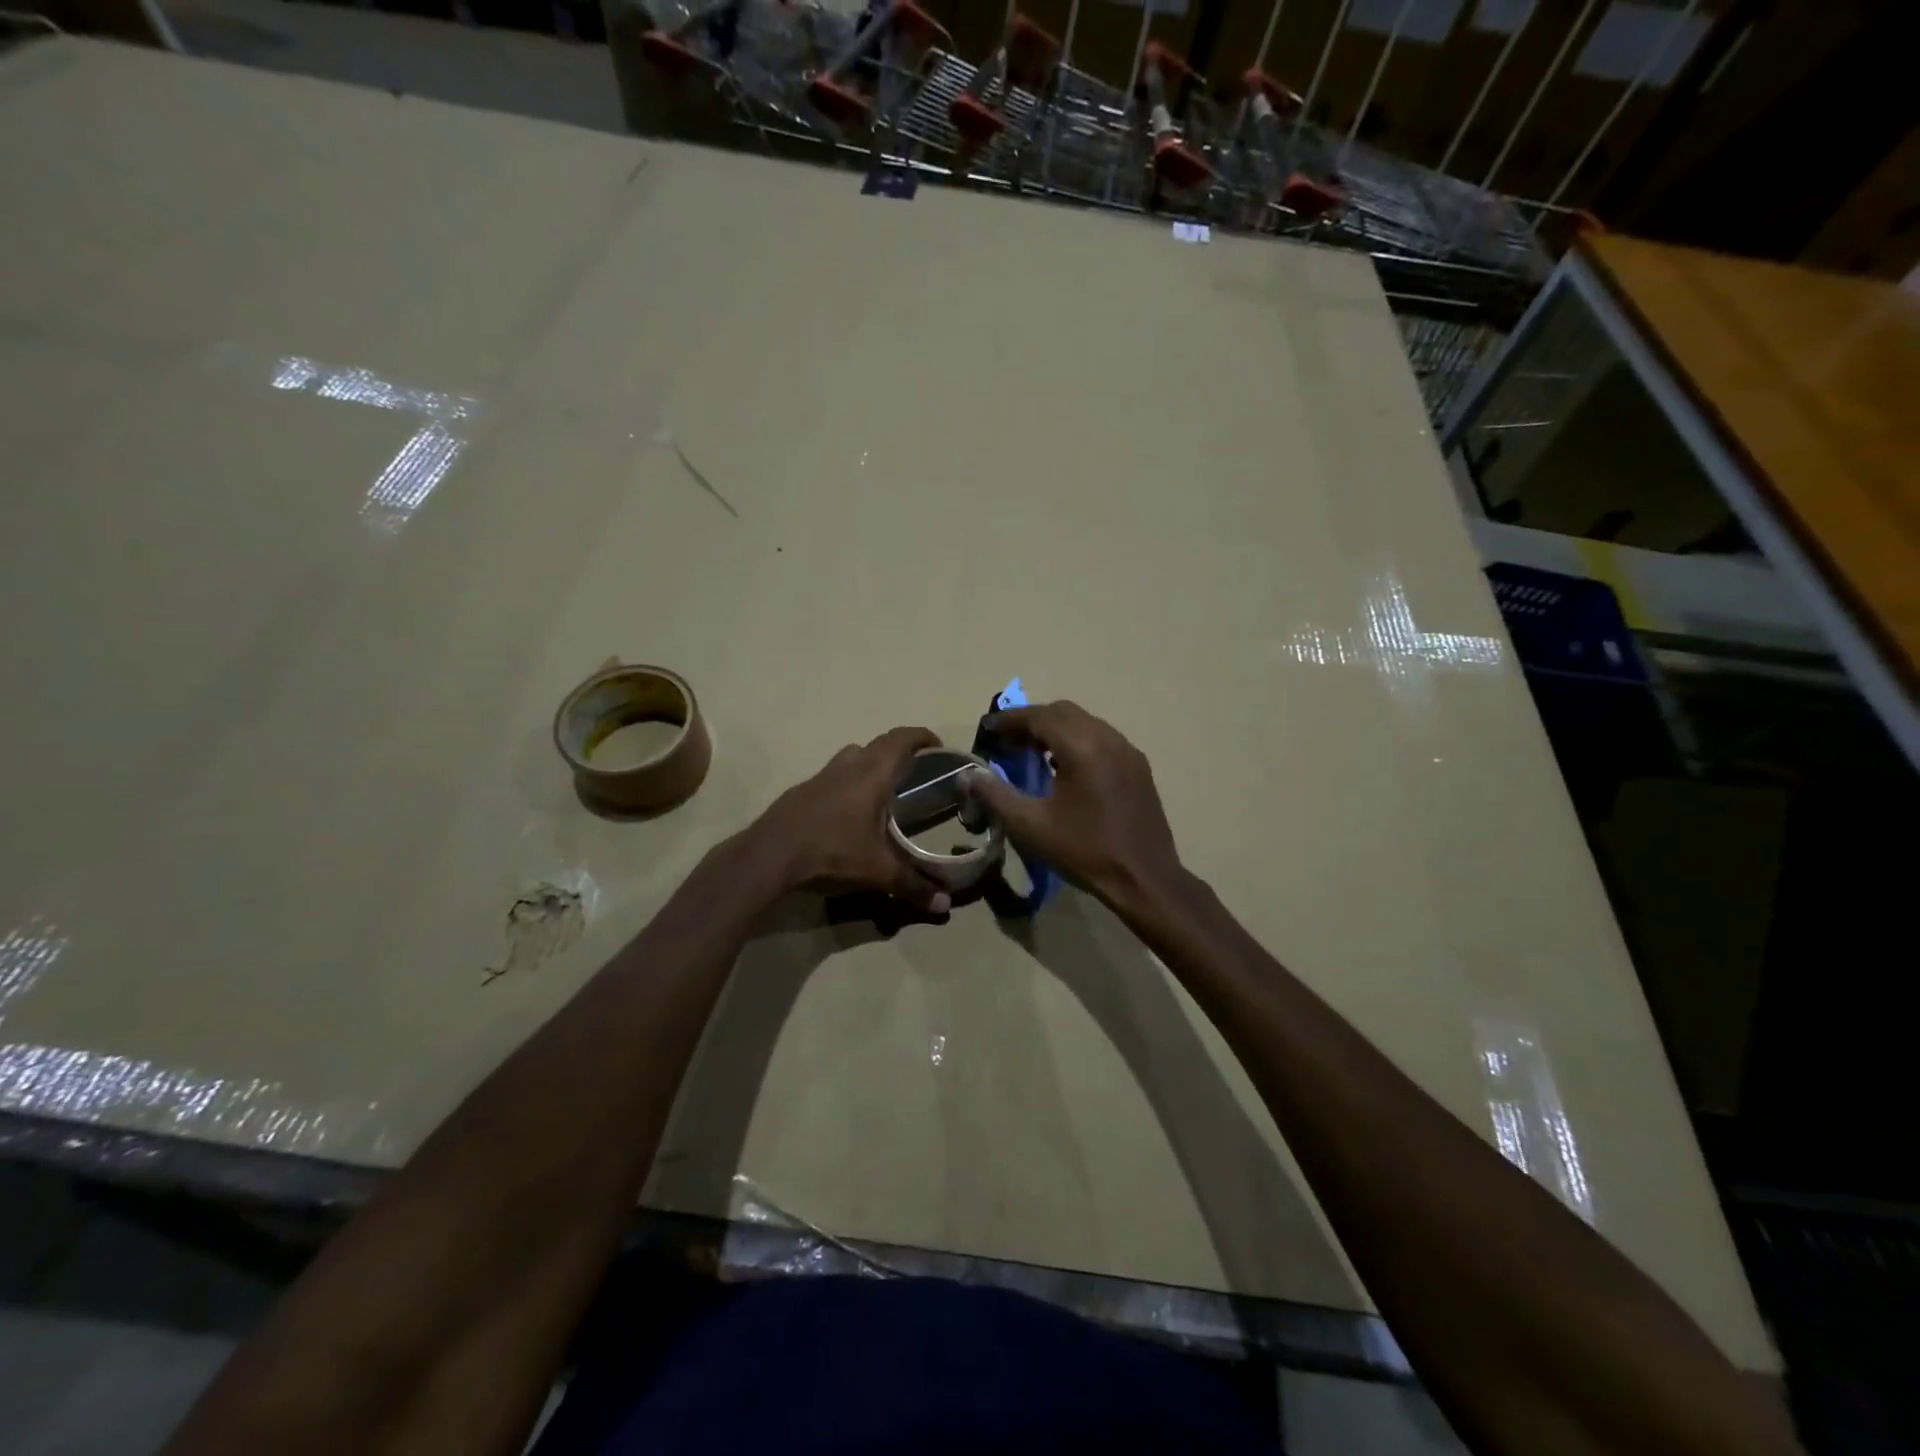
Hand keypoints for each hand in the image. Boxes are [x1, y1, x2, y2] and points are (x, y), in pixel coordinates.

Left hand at [749, 727, 951, 913]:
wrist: (768, 857)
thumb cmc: (831, 853)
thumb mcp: (878, 873)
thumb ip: (913, 886)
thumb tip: (945, 905)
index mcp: (871, 775)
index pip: (901, 740)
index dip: (921, 737)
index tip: (937, 745)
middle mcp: (847, 767)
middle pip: (878, 744)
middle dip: (900, 750)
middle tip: (916, 768)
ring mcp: (820, 776)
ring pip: (852, 757)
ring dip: (870, 762)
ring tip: (884, 787)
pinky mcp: (801, 791)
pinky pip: (833, 776)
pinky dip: (848, 782)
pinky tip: (849, 811)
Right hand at [964, 702, 1182, 910]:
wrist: (1144, 879)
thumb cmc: (1084, 851)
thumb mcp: (1030, 825)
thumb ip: (996, 795)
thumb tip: (968, 776)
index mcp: (1082, 747)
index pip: (1040, 716)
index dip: (1010, 720)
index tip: (988, 729)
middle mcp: (1108, 738)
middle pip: (1064, 712)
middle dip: (1032, 721)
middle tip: (1008, 741)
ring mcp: (1128, 751)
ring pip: (1086, 723)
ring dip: (1056, 729)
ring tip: (1033, 752)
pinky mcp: (1138, 767)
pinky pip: (1102, 739)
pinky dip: (1078, 741)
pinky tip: (1065, 768)